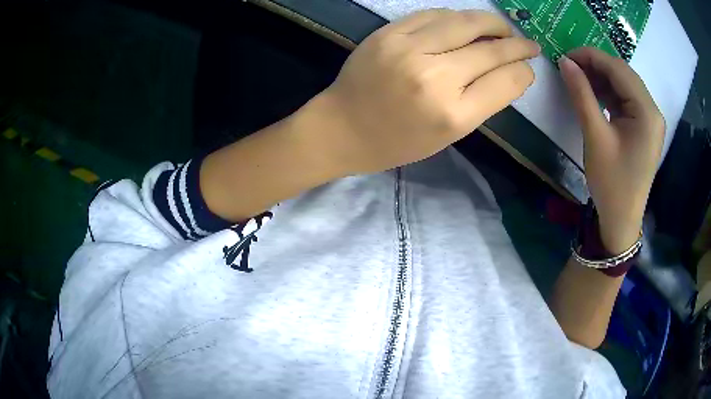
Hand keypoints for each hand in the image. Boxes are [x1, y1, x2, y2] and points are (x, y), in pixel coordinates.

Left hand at [314, 9, 539, 174]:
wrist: (342, 127)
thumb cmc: (397, 141)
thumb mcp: (448, 135)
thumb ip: (483, 102)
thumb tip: (511, 72)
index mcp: (453, 114)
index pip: (506, 81)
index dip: (523, 71)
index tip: (529, 67)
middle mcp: (434, 76)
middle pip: (491, 49)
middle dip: (517, 45)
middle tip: (528, 43)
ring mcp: (408, 48)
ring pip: (465, 22)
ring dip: (491, 23)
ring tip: (502, 28)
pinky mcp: (388, 33)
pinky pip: (433, 14)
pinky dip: (456, 17)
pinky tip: (465, 23)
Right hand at [559, 48, 664, 253]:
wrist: (621, 220)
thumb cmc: (611, 183)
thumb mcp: (596, 137)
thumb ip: (582, 95)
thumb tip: (565, 62)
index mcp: (647, 113)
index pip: (619, 69)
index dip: (591, 56)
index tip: (565, 56)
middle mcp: (653, 111)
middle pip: (624, 74)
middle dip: (596, 65)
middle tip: (570, 67)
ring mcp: (650, 120)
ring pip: (624, 84)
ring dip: (602, 78)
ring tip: (579, 80)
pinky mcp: (645, 127)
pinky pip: (626, 100)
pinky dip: (609, 93)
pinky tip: (594, 95)